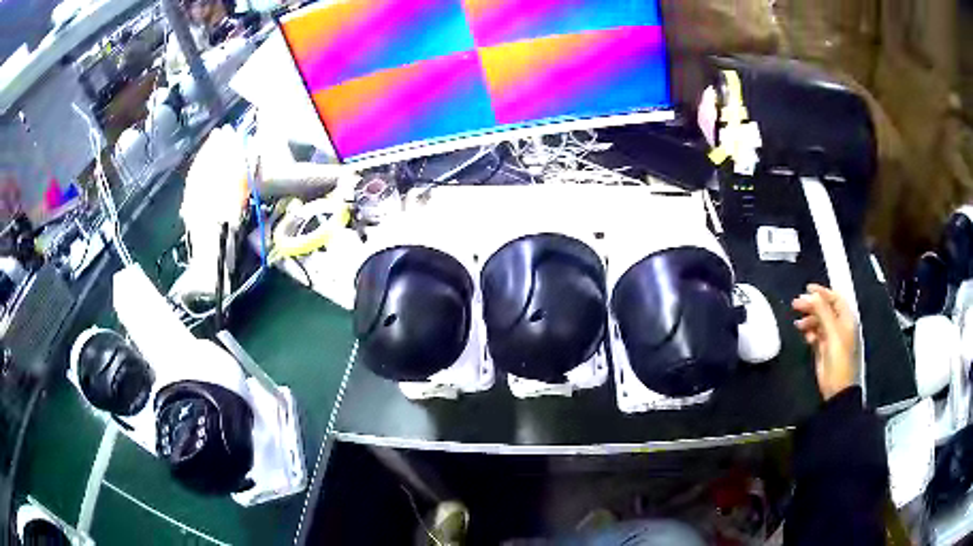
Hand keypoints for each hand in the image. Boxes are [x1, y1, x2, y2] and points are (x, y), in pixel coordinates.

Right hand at [792, 284, 856, 400]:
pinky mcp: (824, 349)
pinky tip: (805, 336)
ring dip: (808, 320)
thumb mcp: (832, 333)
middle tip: (796, 305)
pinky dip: (810, 333)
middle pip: (825, 309)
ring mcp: (832, 337)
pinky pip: (816, 335)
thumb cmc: (839, 359)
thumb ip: (823, 312)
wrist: (837, 388)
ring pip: (819, 321)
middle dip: (811, 306)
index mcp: (846, 319)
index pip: (835, 298)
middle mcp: (840, 325)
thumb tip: (812, 295)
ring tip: (798, 324)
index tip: (806, 289)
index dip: (822, 292)